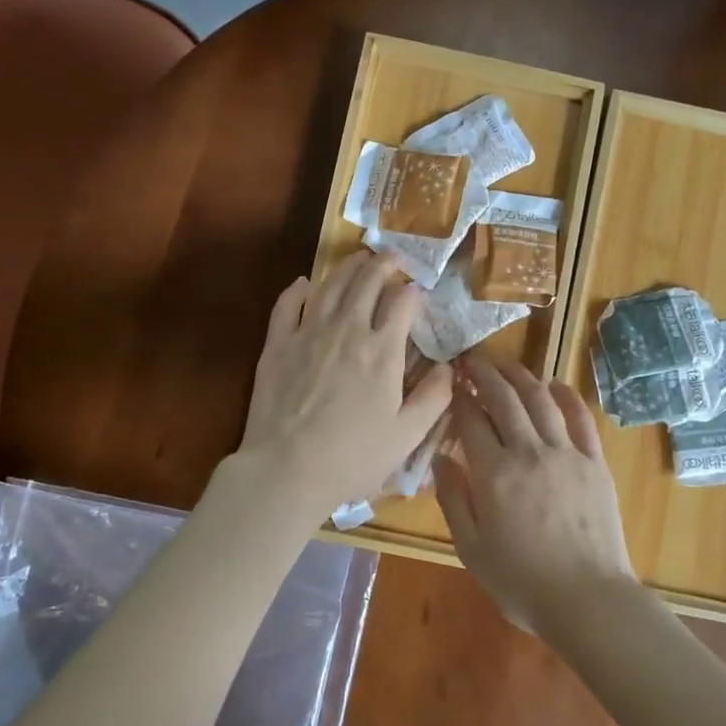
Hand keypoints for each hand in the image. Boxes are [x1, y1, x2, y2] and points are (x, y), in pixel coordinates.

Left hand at [241, 251, 451, 515]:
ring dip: (347, 267)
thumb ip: (434, 398)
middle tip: (392, 257)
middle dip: (383, 264)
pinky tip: (304, 284)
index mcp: (383, 351)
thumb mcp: (407, 435)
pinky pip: (287, 305)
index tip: (418, 291)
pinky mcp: (277, 344)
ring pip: (331, 285)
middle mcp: (348, 330)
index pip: (402, 303)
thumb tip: (448, 367)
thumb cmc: (353, 457)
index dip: (413, 292)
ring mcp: (309, 333)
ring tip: (359, 257)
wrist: (287, 469)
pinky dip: (298, 290)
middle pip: (367, 282)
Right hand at [434, 356, 636, 633]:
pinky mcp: (595, 461)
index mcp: (494, 475)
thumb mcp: (471, 549)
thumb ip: (453, 499)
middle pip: (505, 399)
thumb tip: (440, 458)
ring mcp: (567, 453)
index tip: (451, 383)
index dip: (459, 398)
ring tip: (505, 365)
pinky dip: (567, 395)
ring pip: (541, 400)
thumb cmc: (522, 582)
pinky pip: (581, 418)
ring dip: (521, 376)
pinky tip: (555, 384)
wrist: (587, 599)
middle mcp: (529, 452)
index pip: (471, 421)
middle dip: (485, 375)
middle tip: (472, 361)